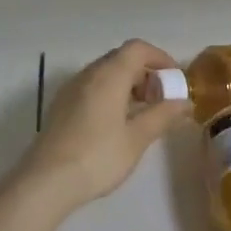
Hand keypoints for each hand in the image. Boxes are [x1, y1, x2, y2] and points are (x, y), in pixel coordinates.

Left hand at [25, 40, 189, 210]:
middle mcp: (88, 74)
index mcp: (109, 75)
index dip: (161, 58)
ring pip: (106, 74)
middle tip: (162, 100)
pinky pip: (92, 88)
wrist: (45, 182)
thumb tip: (185, 102)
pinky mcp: (62, 107)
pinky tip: (118, 124)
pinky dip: (111, 95)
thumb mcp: (137, 138)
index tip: (176, 81)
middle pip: (122, 59)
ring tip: (143, 114)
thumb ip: (163, 115)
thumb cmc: (98, 156)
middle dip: (146, 74)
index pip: (138, 48)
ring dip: (129, 85)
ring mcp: (71, 90)